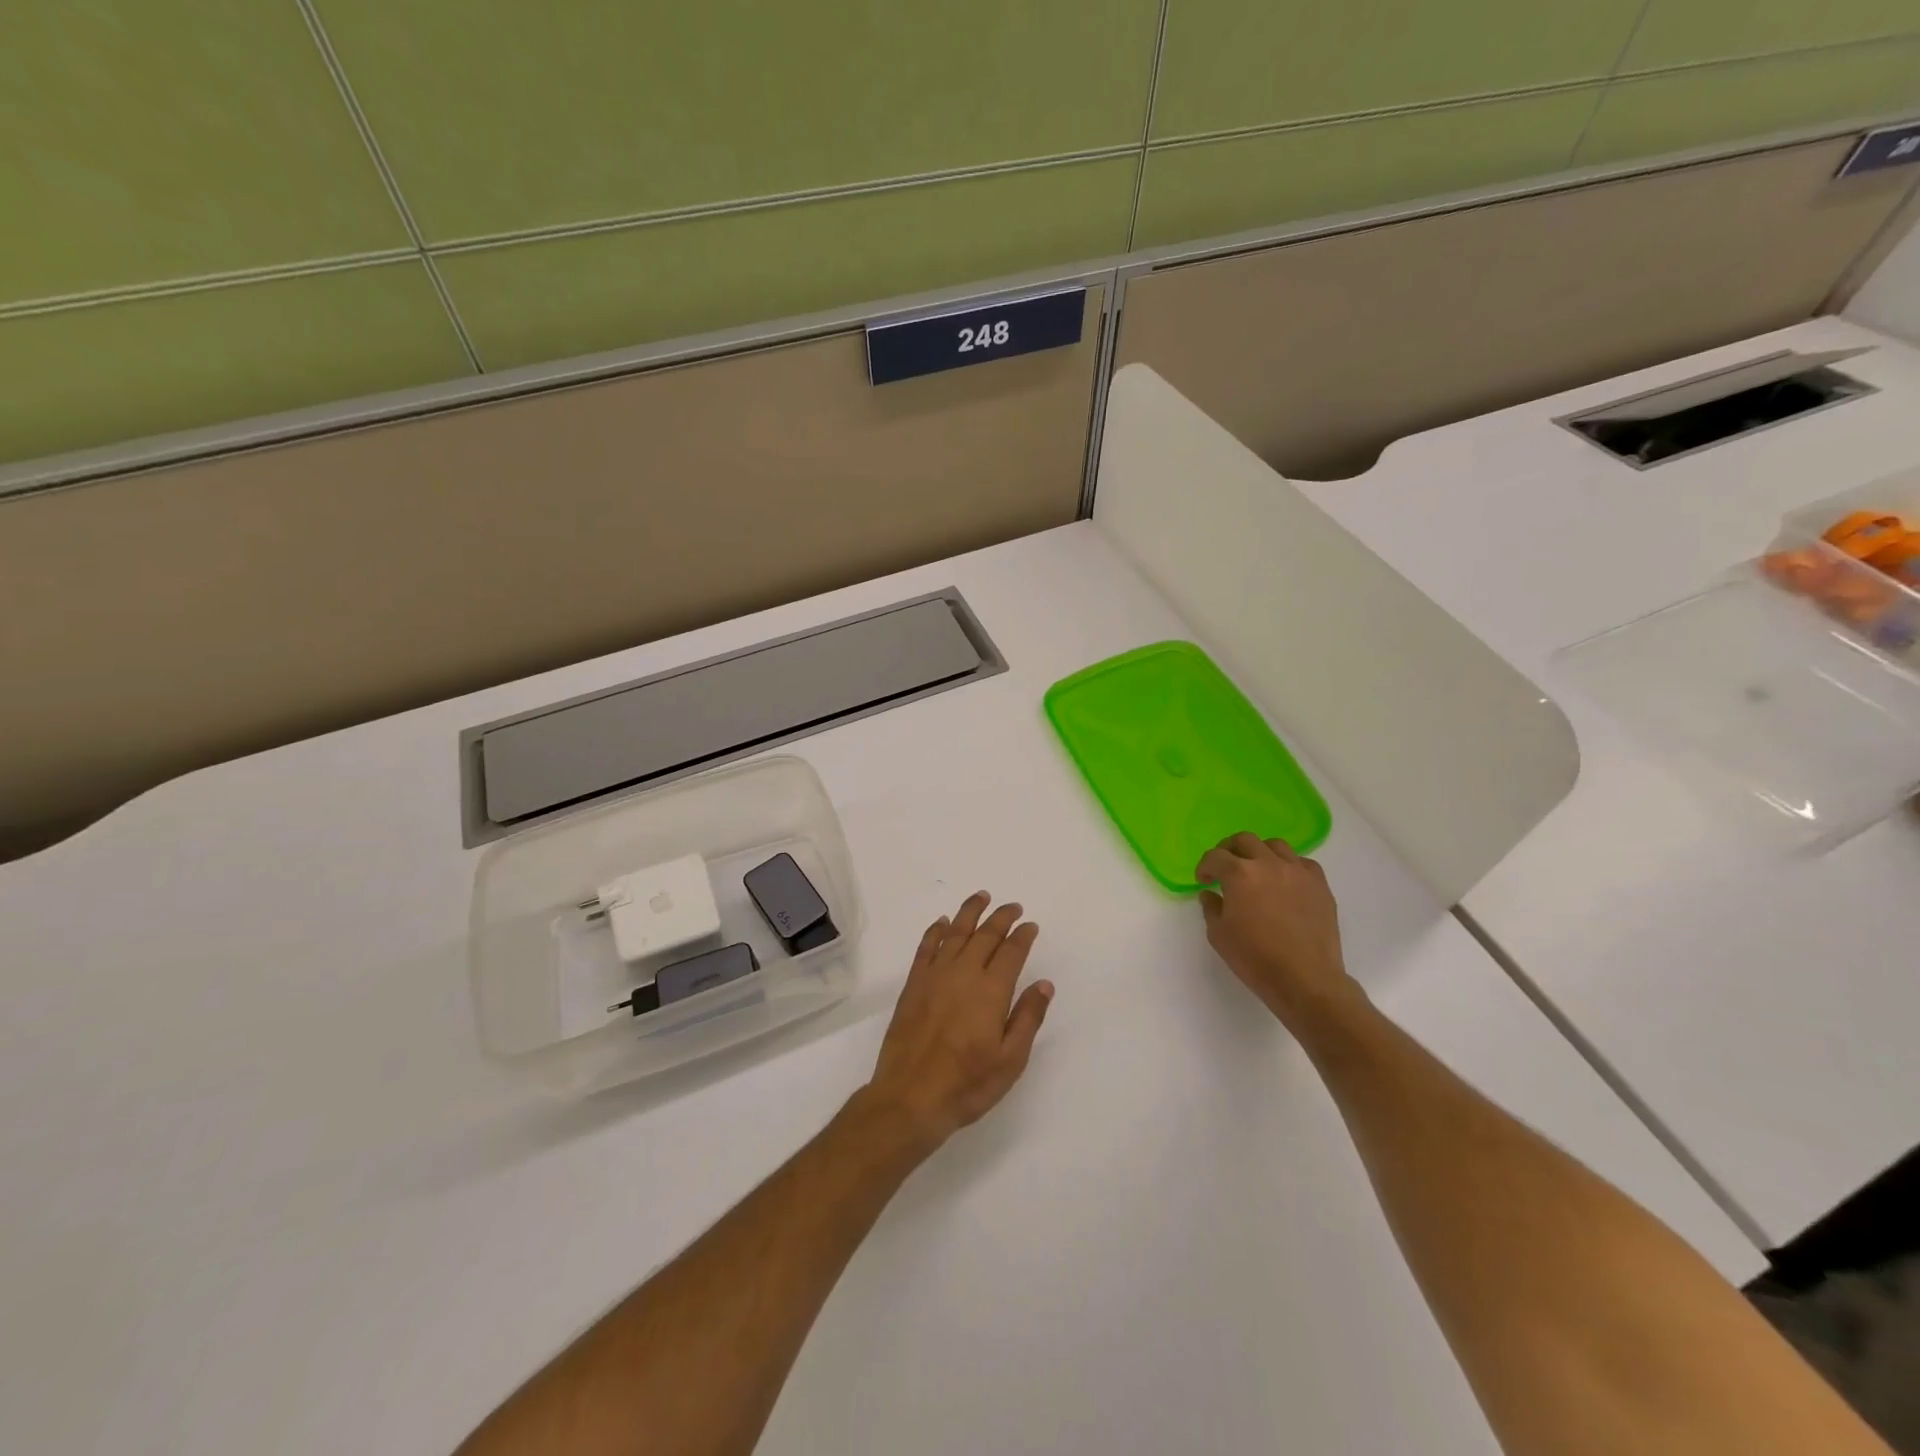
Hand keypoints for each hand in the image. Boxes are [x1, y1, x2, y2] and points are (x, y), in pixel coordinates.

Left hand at [862, 893, 1052, 1153]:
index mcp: (991, 991)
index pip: (1011, 952)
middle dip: (1001, 918)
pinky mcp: (914, 984)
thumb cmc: (968, 1083)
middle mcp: (964, 973)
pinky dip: (936, 931)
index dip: (1023, 936)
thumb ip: (1028, 1017)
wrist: (911, 1096)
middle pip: (985, 935)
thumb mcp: (1010, 1059)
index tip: (1030, 925)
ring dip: (970, 912)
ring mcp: (935, 976)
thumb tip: (1044, 984)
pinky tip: (943, 922)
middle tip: (1012, 907)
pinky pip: (926, 947)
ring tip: (981, 896)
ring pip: (956, 933)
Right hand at [1196, 833, 1355, 1027]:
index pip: (1215, 857)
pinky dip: (1289, 866)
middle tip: (1225, 867)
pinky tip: (1285, 882)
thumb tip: (1210, 894)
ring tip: (1256, 869)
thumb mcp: (1219, 935)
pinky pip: (1302, 863)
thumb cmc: (1255, 958)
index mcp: (1239, 874)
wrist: (1305, 979)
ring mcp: (1298, 872)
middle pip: (1244, 840)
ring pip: (1275, 845)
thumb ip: (1211, 908)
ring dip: (1260, 853)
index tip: (1203, 880)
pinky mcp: (1320, 885)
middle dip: (1229, 850)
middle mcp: (1268, 864)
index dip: (1205, 866)